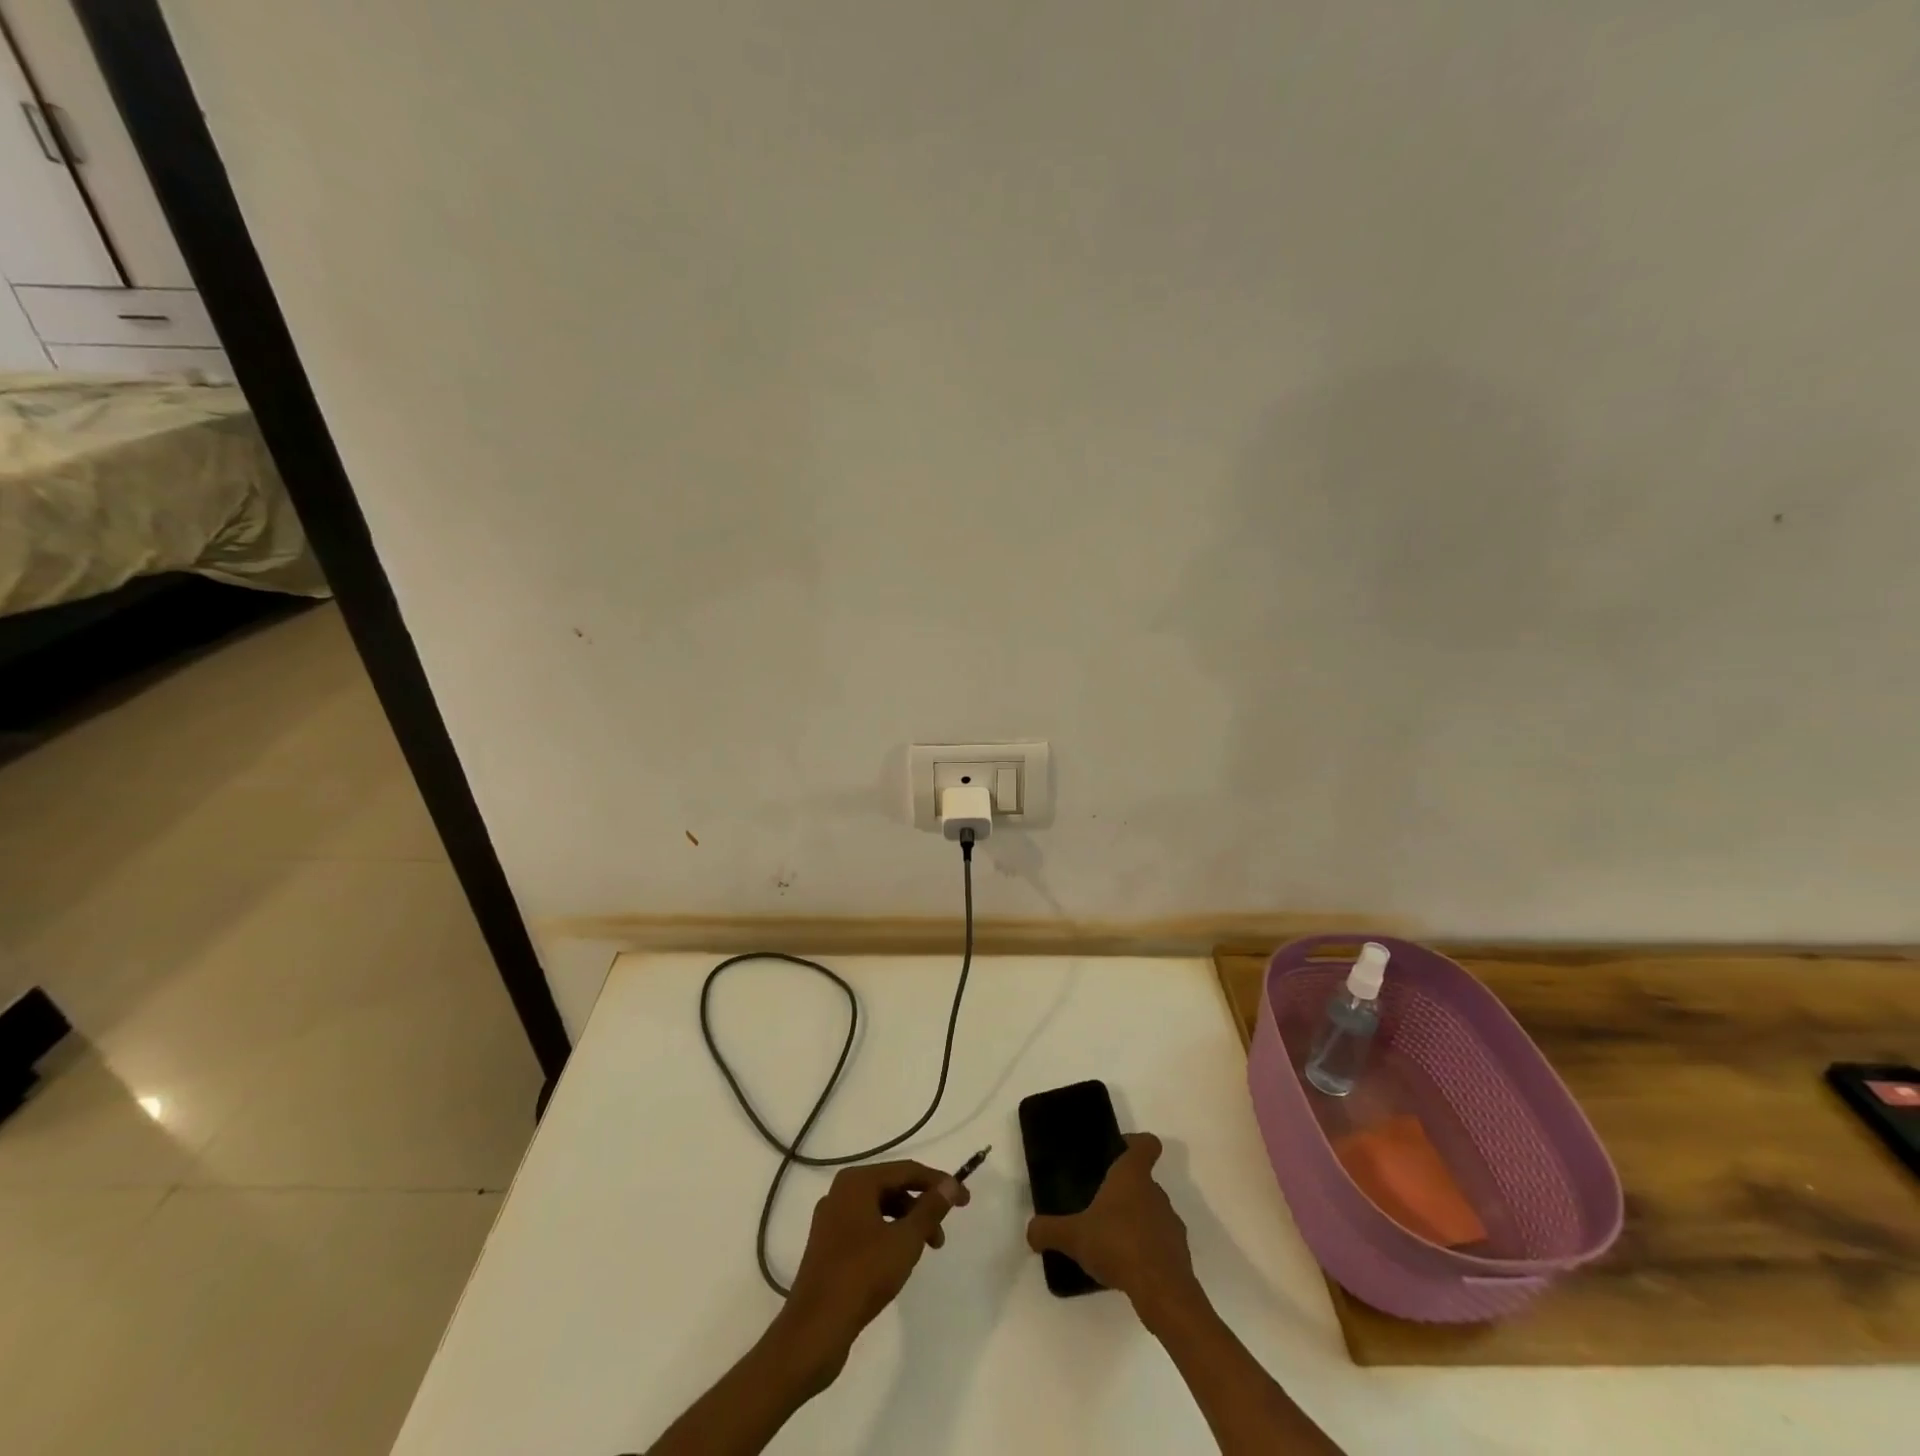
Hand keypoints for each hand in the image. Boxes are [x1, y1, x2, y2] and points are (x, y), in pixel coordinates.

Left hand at [775, 1160, 969, 1385]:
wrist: (814, 1331)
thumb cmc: (862, 1276)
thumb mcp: (905, 1241)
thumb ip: (930, 1209)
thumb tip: (950, 1184)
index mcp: (856, 1182)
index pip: (906, 1170)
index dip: (938, 1183)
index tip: (965, 1200)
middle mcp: (840, 1192)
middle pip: (892, 1188)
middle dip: (921, 1208)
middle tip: (941, 1236)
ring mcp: (831, 1220)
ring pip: (879, 1210)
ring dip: (906, 1225)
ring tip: (923, 1253)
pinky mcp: (827, 1247)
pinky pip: (865, 1229)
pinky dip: (887, 1237)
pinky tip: (897, 1262)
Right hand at [1025, 1133, 1202, 1323]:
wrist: (1163, 1291)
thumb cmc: (1117, 1245)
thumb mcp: (1073, 1236)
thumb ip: (1049, 1230)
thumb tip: (1030, 1230)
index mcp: (1133, 1176)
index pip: (1146, 1144)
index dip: (1135, 1143)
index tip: (1119, 1150)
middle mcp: (1156, 1193)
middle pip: (1145, 1181)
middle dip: (1125, 1192)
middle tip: (1100, 1206)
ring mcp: (1172, 1224)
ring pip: (1153, 1213)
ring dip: (1136, 1222)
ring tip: (1112, 1242)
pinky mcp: (1179, 1255)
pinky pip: (1161, 1244)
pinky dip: (1147, 1251)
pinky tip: (1127, 1268)